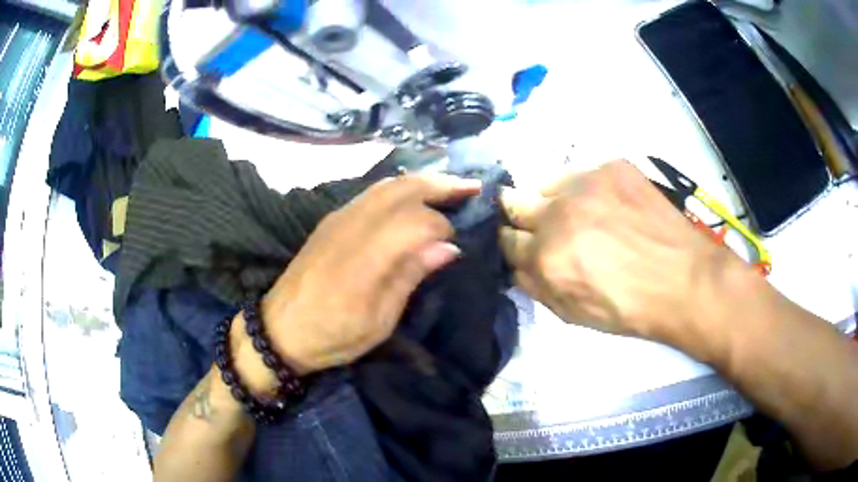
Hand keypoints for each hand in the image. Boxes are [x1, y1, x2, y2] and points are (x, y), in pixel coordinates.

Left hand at [249, 174, 480, 376]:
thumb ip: (410, 276)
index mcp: (366, 256)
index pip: (417, 221)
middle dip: (442, 184)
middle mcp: (352, 226)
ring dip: (423, 181)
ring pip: (388, 184)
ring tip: (450, 187)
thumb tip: (448, 247)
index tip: (456, 246)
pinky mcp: (331, 219)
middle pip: (404, 188)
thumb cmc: (333, 335)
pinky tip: (414, 197)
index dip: (443, 227)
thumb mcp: (379, 321)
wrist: (279, 329)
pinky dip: (401, 187)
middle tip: (473, 188)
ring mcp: (338, 217)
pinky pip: (372, 192)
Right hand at [499, 160, 746, 340]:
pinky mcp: (612, 166)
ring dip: (555, 201)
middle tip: (541, 227)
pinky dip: (587, 190)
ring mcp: (587, 183)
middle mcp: (559, 213)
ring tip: (582, 216)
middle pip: (514, 202)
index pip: (505, 240)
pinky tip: (610, 206)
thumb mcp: (574, 315)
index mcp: (547, 257)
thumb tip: (517, 264)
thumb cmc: (630, 308)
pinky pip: (583, 174)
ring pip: (548, 184)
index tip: (519, 246)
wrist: (684, 280)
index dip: (510, 245)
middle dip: (519, 217)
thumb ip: (536, 287)